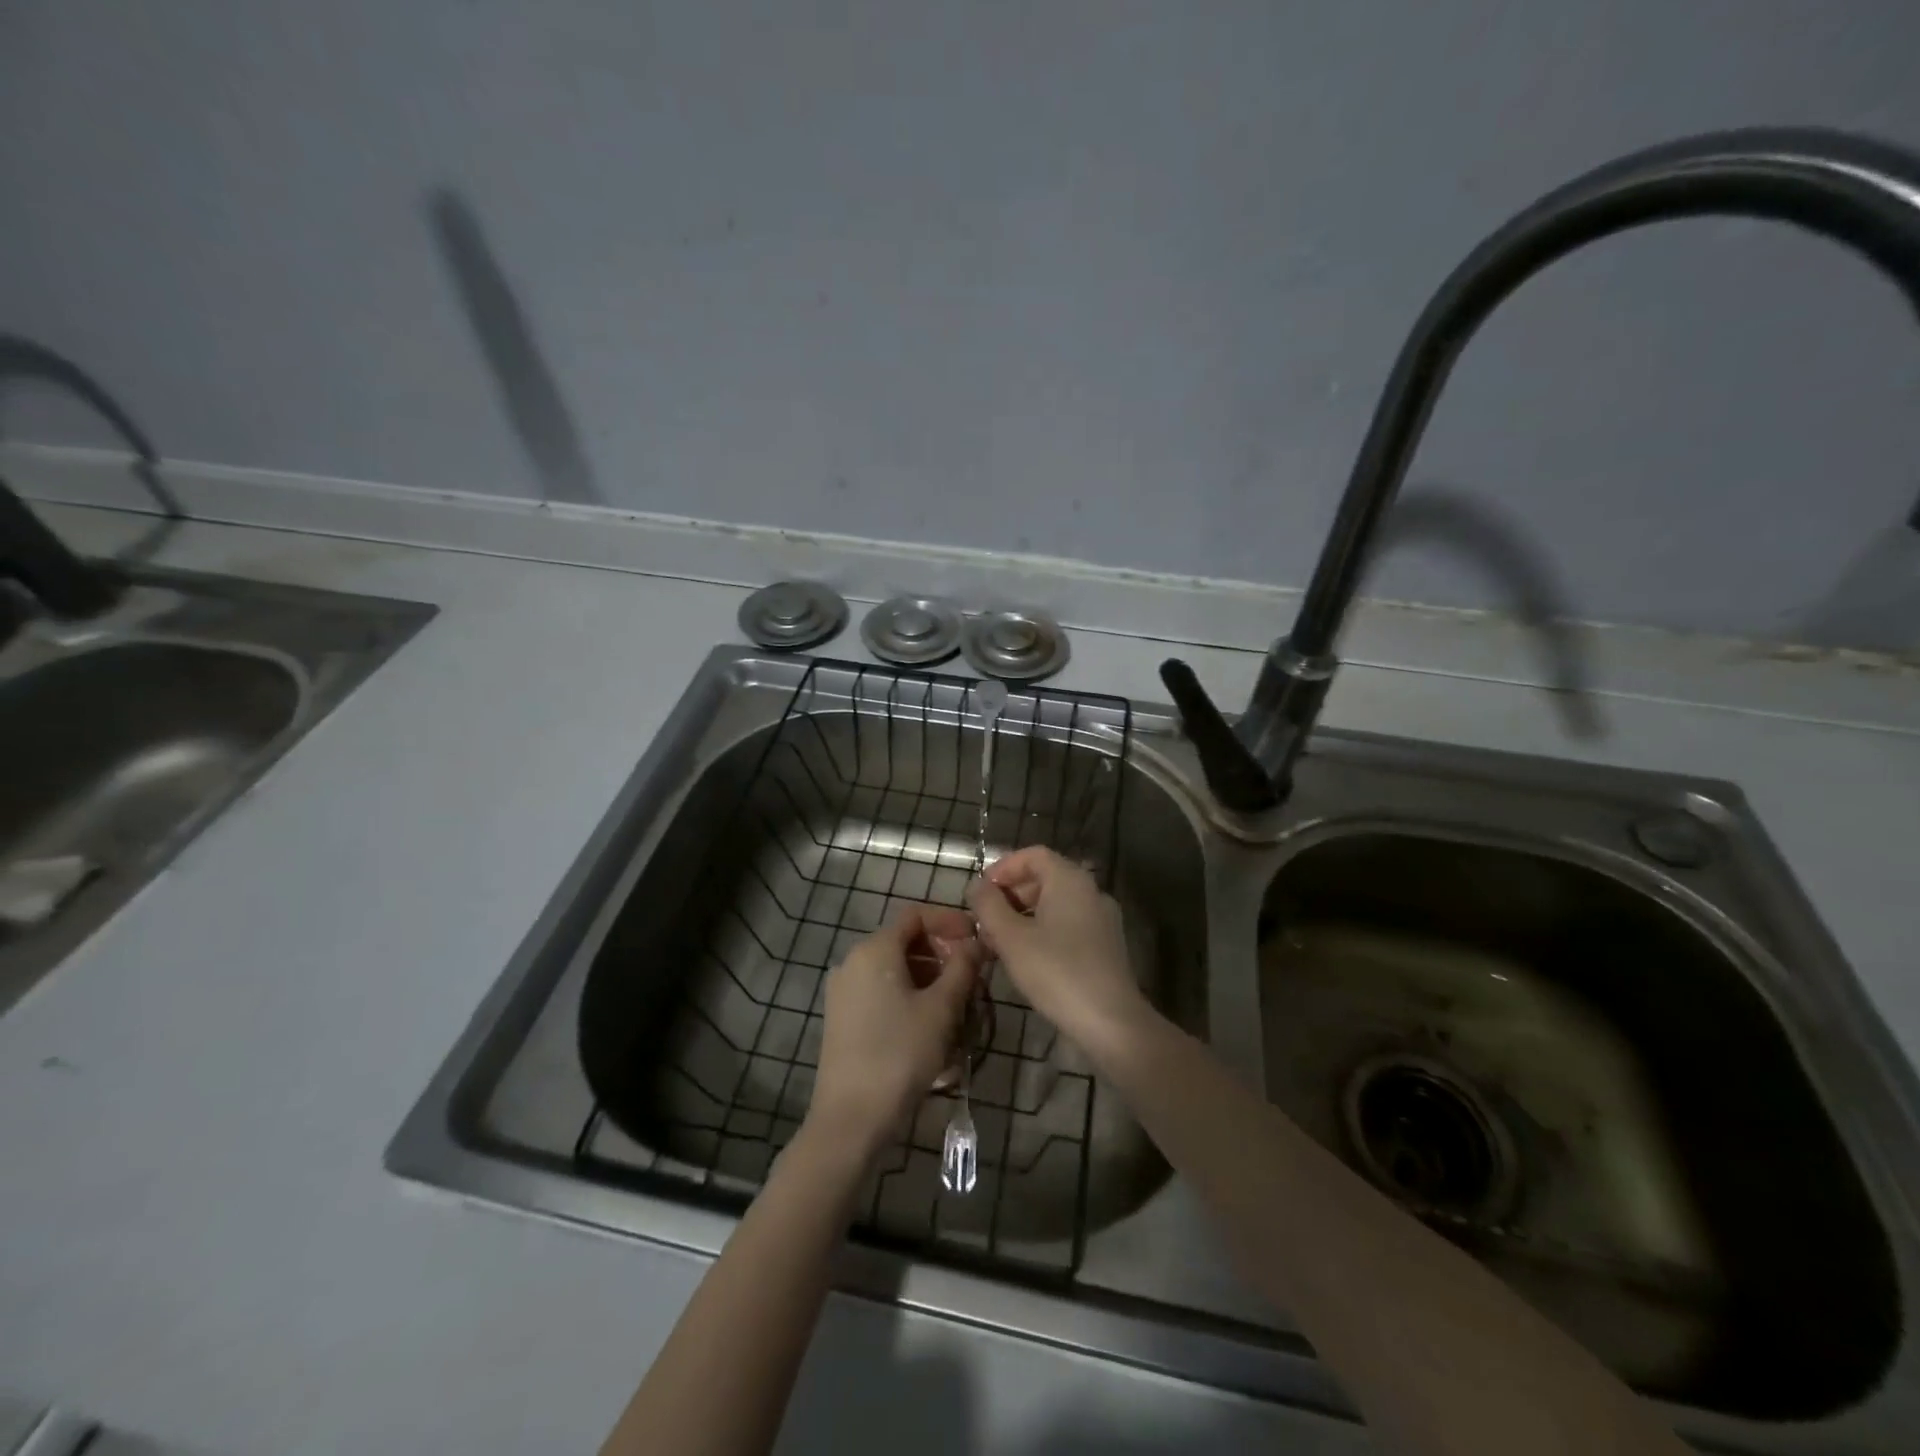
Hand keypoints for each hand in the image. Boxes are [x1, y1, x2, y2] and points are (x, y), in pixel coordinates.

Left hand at [808, 904, 982, 1157]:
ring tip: (957, 1005)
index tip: (976, 939)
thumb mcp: (941, 1009)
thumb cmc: (900, 1054)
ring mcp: (843, 990)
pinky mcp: (842, 1017)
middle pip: (904, 941)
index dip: (949, 921)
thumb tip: (976, 942)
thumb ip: (962, 968)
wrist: (851, 1118)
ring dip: (929, 978)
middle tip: (972, 977)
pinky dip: (909, 996)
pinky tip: (930, 1025)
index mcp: (874, 949)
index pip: (915, 915)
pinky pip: (881, 991)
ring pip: (894, 969)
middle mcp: (853, 961)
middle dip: (942, 954)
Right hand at [968, 847, 1151, 1061]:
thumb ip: (989, 906)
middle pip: (1044, 878)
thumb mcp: (1011, 938)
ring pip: (1055, 904)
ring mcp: (1102, 919)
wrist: (1111, 1021)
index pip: (1033, 855)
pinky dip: (1043, 931)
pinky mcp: (1106, 945)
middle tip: (985, 921)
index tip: (980, 892)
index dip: (1003, 868)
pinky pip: (1068, 924)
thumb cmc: (1056, 972)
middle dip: (1010, 895)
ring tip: (999, 943)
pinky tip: (1026, 959)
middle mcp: (1090, 891)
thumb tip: (977, 886)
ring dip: (1023, 916)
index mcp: (1070, 879)